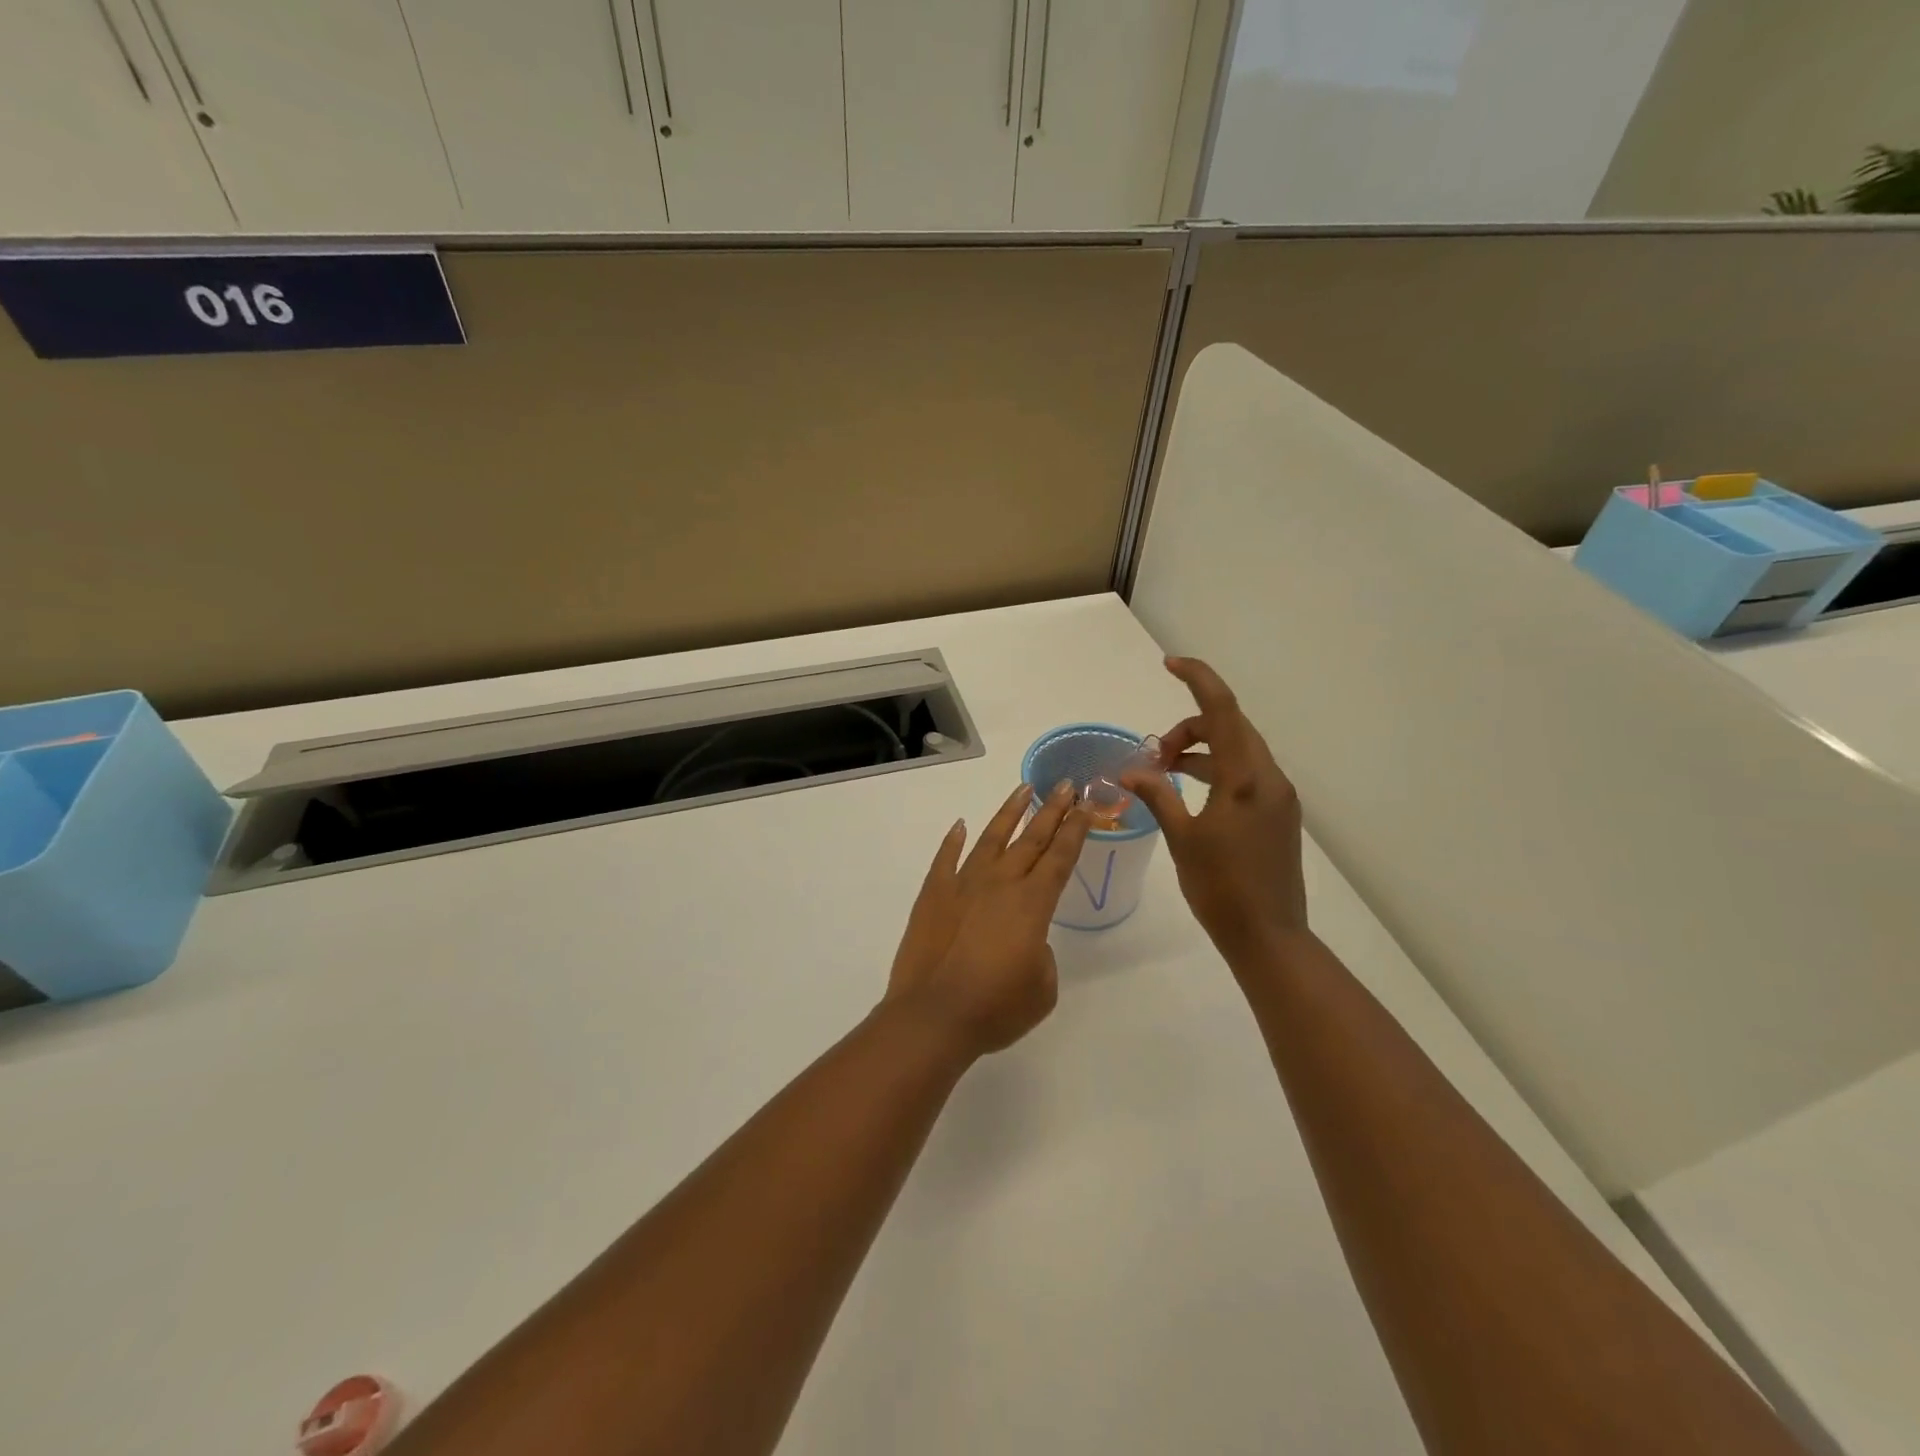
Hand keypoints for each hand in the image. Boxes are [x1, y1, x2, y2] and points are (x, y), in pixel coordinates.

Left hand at [886, 781, 1093, 1055]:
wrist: (933, 1016)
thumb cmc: (996, 1008)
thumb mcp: (1042, 988)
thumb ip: (1040, 954)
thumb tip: (1024, 939)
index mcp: (1032, 904)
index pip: (1061, 857)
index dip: (1075, 829)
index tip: (1085, 804)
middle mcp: (1000, 883)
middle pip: (1032, 838)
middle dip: (1052, 810)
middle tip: (1065, 784)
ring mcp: (963, 884)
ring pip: (991, 838)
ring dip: (1009, 813)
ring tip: (1023, 790)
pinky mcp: (933, 894)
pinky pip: (945, 859)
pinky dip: (953, 841)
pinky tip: (959, 826)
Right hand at [1121, 657, 1308, 963]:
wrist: (1269, 937)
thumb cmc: (1220, 888)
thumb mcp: (1183, 839)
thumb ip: (1158, 796)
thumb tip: (1130, 770)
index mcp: (1246, 779)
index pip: (1223, 711)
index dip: (1198, 679)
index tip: (1170, 664)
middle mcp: (1269, 779)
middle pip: (1229, 728)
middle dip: (1188, 729)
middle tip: (1153, 757)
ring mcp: (1279, 797)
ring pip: (1238, 752)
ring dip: (1201, 752)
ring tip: (1164, 776)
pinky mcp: (1279, 815)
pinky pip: (1246, 775)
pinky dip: (1216, 771)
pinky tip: (1190, 794)